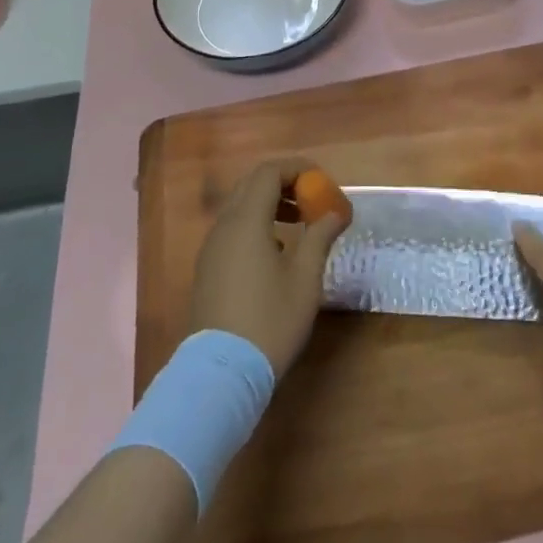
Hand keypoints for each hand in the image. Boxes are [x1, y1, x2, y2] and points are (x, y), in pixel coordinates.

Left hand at [189, 164, 347, 376]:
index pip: (269, 172)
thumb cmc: (270, 320)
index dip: (298, 169)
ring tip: (299, 224)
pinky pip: (232, 229)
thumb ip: (320, 236)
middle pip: (252, 184)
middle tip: (312, 199)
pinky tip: (276, 251)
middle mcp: (223, 226)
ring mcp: (211, 248)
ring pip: (240, 207)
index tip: (323, 182)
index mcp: (246, 220)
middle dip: (284, 183)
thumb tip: (335, 212)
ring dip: (270, 203)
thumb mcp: (305, 278)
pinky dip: (256, 224)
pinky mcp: (207, 269)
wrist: (221, 373)